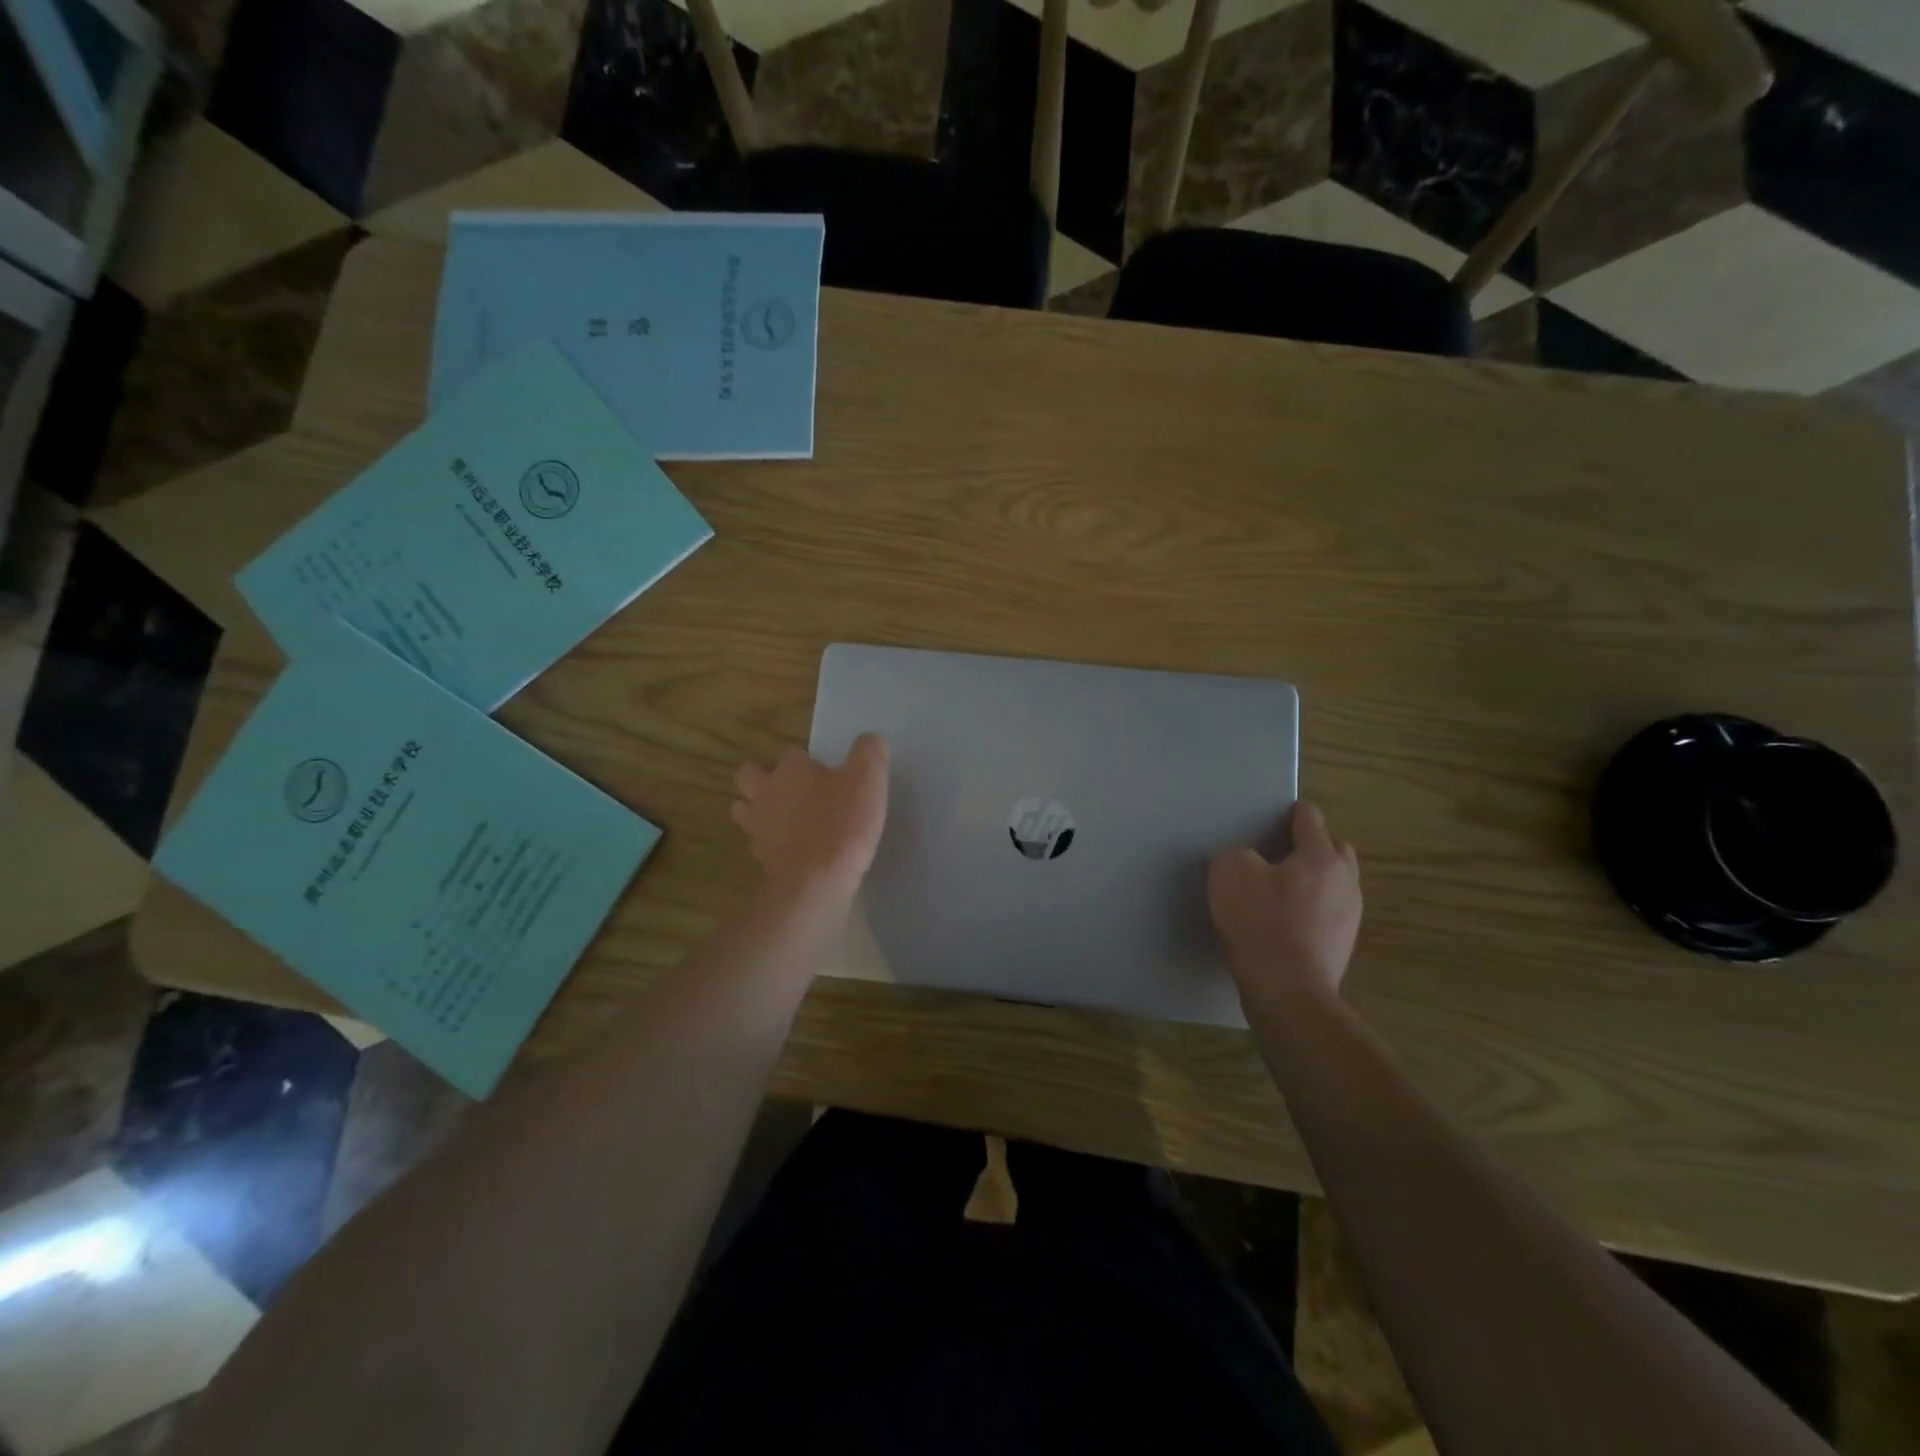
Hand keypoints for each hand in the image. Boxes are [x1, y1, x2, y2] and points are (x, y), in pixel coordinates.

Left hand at [732, 735, 889, 906]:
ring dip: (760, 810)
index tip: (829, 773)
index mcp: (789, 769)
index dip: (808, 761)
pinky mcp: (760, 859)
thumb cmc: (841, 824)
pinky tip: (794, 849)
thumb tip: (870, 741)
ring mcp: (757, 828)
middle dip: (765, 778)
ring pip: (745, 810)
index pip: (792, 753)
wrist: (815, 883)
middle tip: (794, 790)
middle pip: (749, 776)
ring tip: (787, 819)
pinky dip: (772, 843)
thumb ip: (869, 752)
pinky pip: (759, 844)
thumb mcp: (868, 779)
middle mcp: (765, 793)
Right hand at [1208, 801, 1361, 1010]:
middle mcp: (1345, 880)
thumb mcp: (1229, 872)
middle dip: (1309, 846)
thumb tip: (1249, 860)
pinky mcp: (1343, 944)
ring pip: (1334, 882)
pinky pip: (1329, 912)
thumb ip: (1237, 854)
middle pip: (1333, 848)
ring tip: (1280, 892)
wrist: (1288, 990)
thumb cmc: (1261, 922)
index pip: (1309, 817)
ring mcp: (1350, 914)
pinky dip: (1311, 909)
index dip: (1287, 813)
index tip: (1267, 822)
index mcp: (1321, 855)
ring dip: (1312, 880)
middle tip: (1277, 857)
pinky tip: (1285, 923)